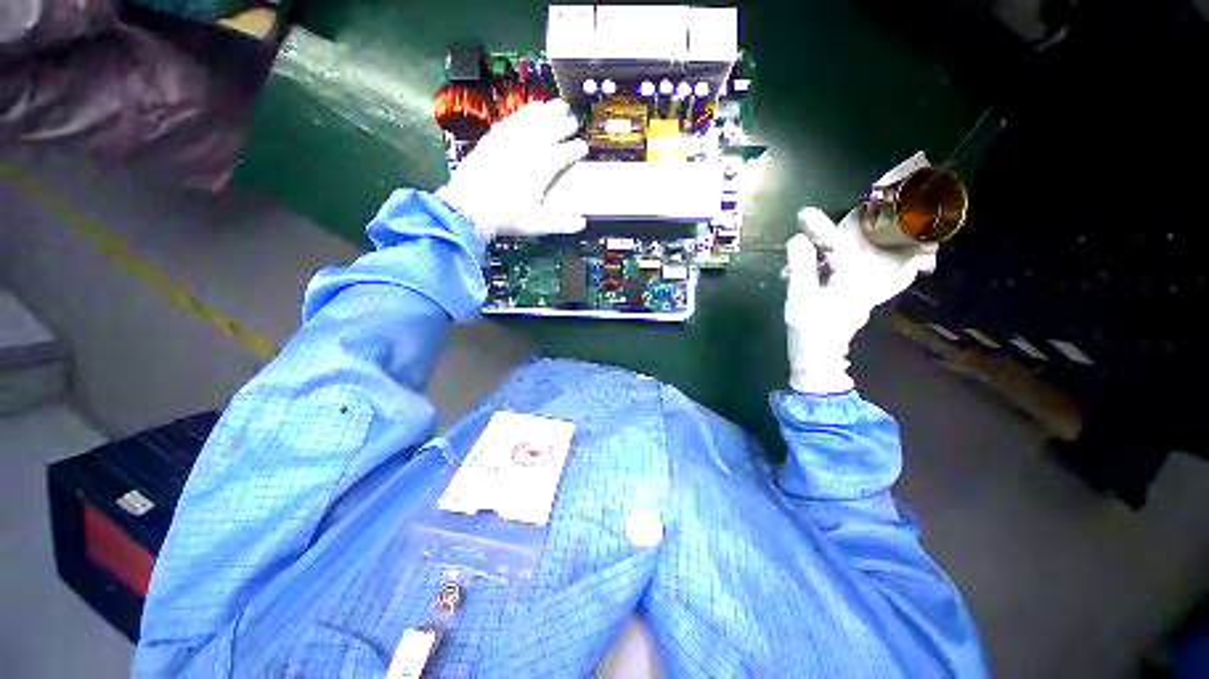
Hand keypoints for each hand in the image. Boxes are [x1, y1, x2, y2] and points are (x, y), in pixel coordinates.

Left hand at [436, 100, 589, 241]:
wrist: (469, 208)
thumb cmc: (505, 217)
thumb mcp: (536, 225)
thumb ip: (561, 223)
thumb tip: (581, 223)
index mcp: (541, 169)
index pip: (564, 154)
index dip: (576, 149)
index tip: (583, 148)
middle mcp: (527, 150)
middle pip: (550, 130)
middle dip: (565, 124)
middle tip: (574, 121)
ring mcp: (509, 141)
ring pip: (532, 120)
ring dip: (547, 112)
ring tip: (557, 105)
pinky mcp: (494, 138)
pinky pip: (513, 119)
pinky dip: (524, 112)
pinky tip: (531, 109)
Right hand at [785, 207, 936, 393]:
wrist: (818, 358)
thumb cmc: (809, 328)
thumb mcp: (800, 296)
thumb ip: (801, 266)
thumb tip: (798, 239)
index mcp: (853, 276)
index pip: (840, 243)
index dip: (822, 227)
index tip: (805, 214)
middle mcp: (868, 280)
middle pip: (883, 245)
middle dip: (882, 224)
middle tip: (875, 204)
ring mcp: (869, 289)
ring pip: (891, 259)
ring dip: (896, 241)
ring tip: (898, 223)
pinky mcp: (862, 297)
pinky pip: (889, 274)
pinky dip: (897, 263)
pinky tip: (897, 259)